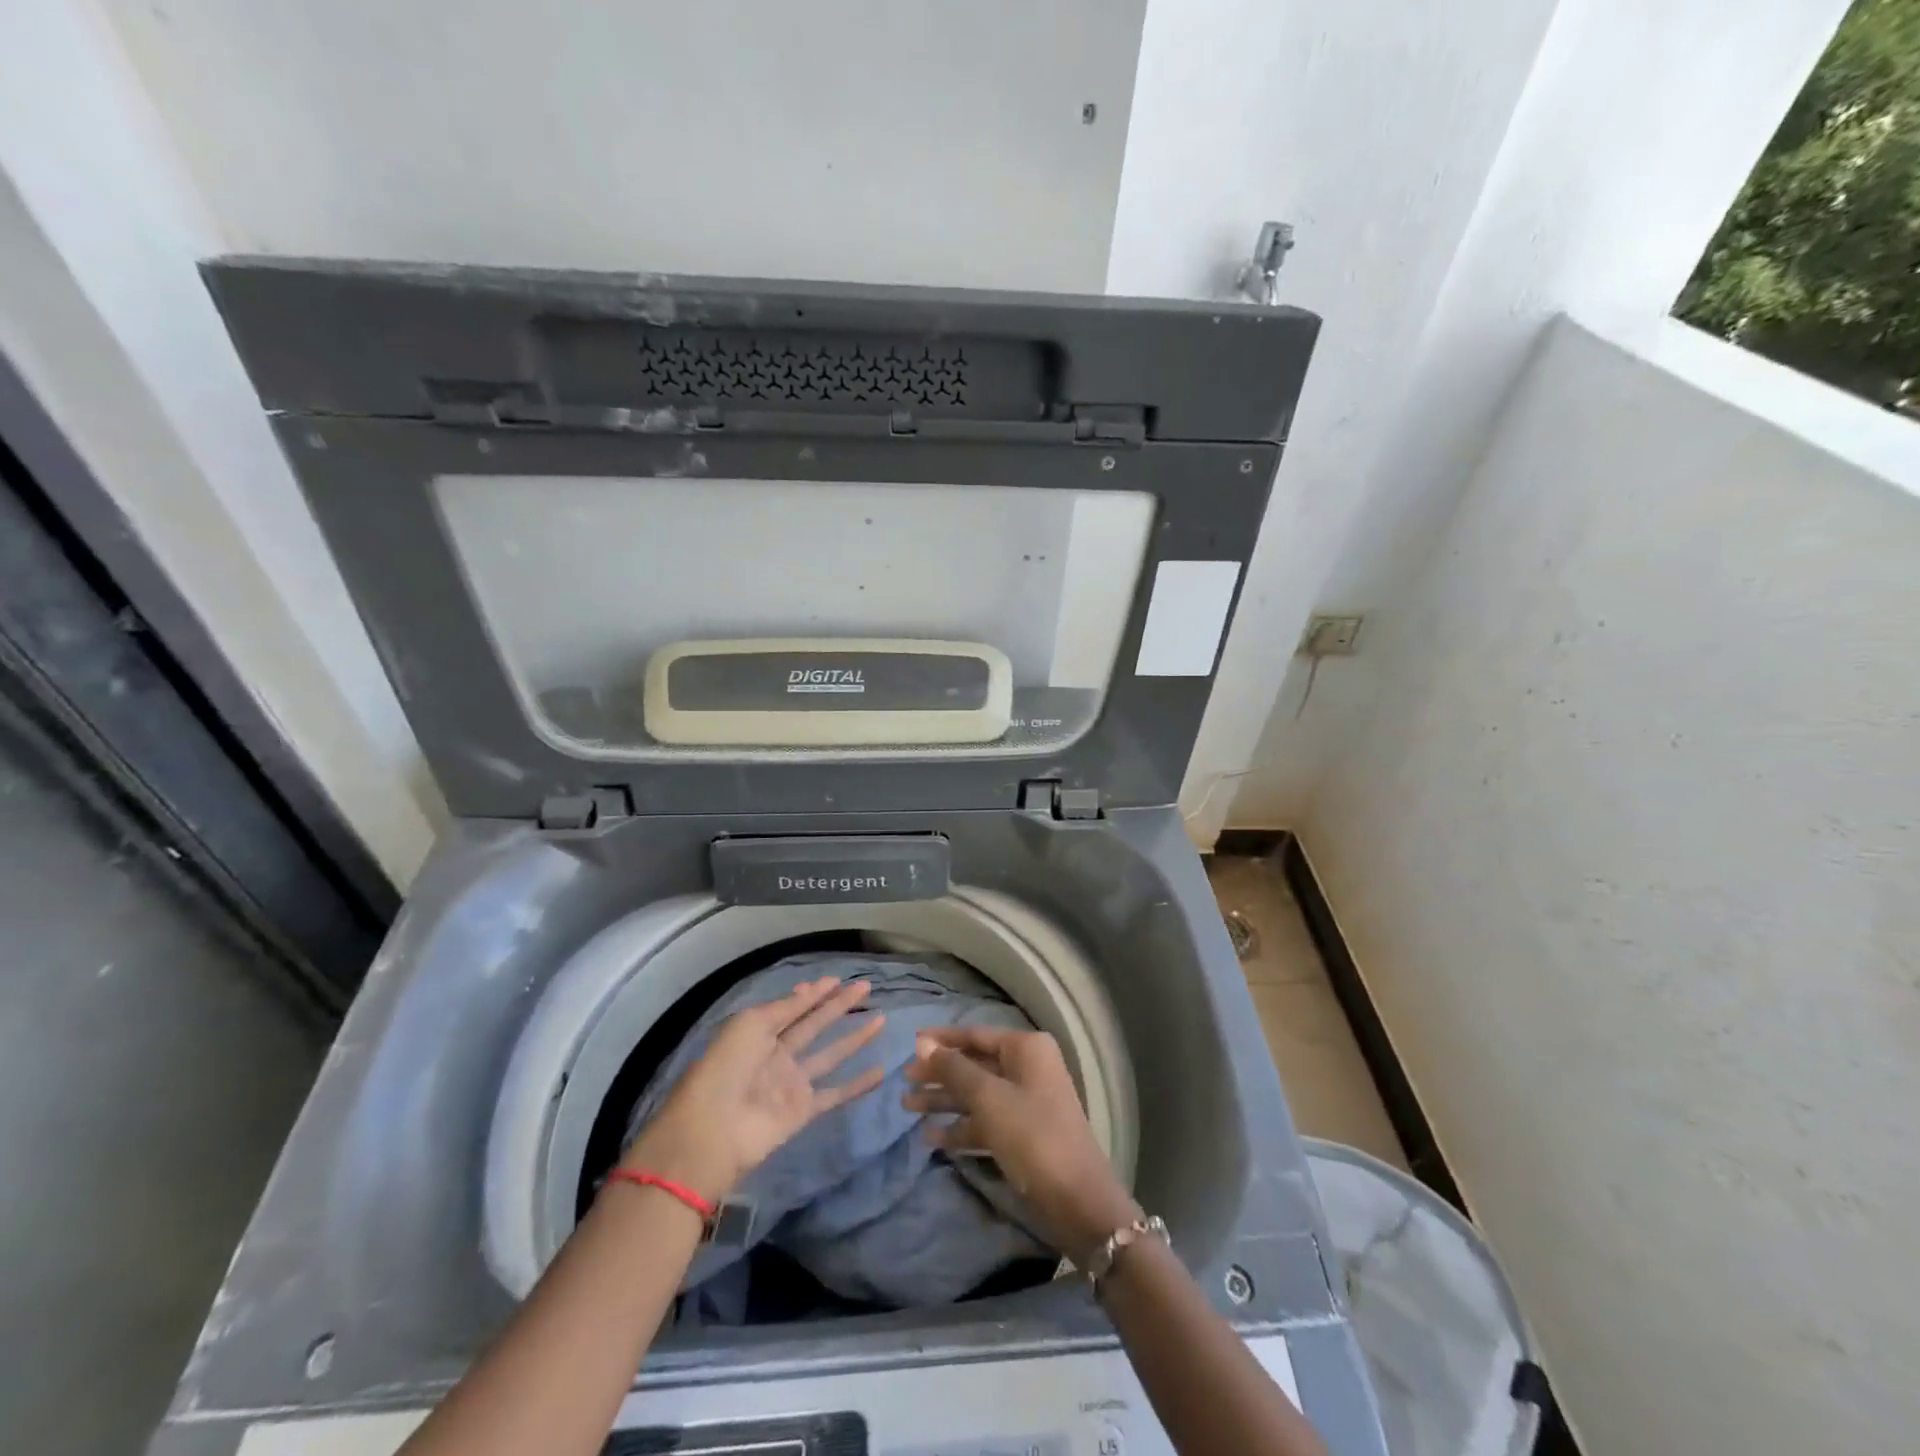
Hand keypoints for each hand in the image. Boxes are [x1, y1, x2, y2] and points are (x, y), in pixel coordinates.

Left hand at [621, 977, 886, 1204]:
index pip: (794, 1007)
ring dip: (854, 1038)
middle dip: (838, 1005)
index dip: (815, 993)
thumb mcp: (751, 1024)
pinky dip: (857, 1085)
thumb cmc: (727, 1067)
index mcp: (760, 1031)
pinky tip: (879, 1071)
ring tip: (881, 1019)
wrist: (713, 1129)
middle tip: (866, 987)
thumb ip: (785, 1008)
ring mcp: (792, 1082)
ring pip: (831, 1054)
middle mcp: (779, 1053)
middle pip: (815, 1024)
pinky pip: (835, 1094)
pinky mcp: (804, 1110)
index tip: (839, 979)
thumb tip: (809, 990)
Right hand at [903, 1027, 1139, 1264]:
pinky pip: (985, 1122)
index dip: (941, 1040)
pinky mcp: (1023, 1134)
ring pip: (977, 1095)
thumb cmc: (1032, 1136)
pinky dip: (960, 1127)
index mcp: (1026, 1049)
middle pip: (974, 1065)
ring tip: (907, 1107)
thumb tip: (923, 1043)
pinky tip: (930, 1138)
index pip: (975, 1035)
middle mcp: (1028, 1068)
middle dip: (939, 1074)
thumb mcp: (988, 1098)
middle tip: (902, 1081)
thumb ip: (954, 1069)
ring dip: (944, 1101)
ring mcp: (1027, 1102)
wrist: (1078, 1201)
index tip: (908, 1045)